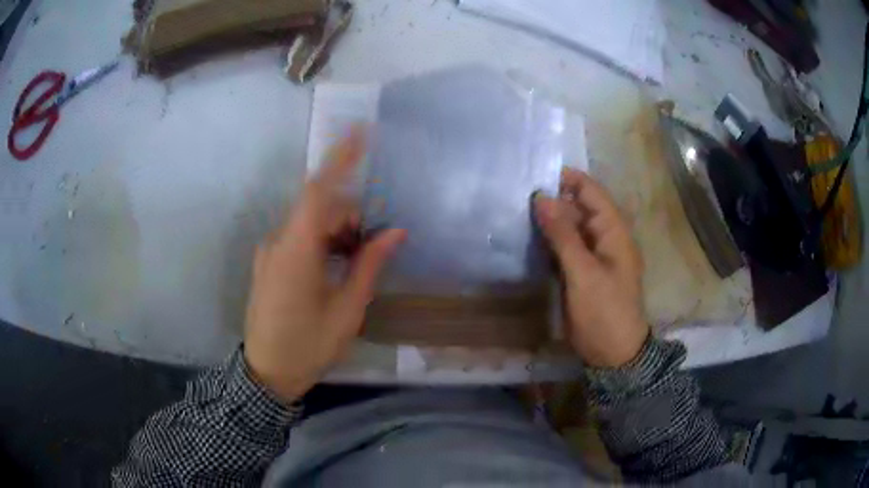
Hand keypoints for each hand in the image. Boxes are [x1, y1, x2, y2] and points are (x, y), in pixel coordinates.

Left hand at [243, 131, 405, 403]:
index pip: (318, 191)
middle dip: (349, 215)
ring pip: (308, 223)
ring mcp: (269, 252)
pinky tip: (334, 267)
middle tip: (372, 244)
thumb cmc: (309, 346)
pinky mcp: (268, 263)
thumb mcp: (347, 310)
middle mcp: (277, 242)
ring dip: (336, 231)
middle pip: (318, 208)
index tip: (361, 131)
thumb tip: (395, 231)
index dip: (340, 158)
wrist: (267, 372)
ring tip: (354, 263)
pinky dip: (321, 241)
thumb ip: (369, 265)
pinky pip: (297, 237)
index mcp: (296, 251)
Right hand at [533, 168, 648, 367]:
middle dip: (553, 199)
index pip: (591, 191)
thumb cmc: (604, 312)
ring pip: (570, 226)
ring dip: (549, 220)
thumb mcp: (584, 273)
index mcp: (614, 230)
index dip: (566, 179)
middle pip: (579, 206)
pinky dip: (549, 240)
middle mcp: (604, 236)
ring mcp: (593, 254)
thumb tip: (542, 197)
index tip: (534, 174)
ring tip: (516, 211)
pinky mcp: (581, 270)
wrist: (612, 353)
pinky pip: (565, 246)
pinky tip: (527, 237)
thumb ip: (564, 235)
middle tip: (517, 195)